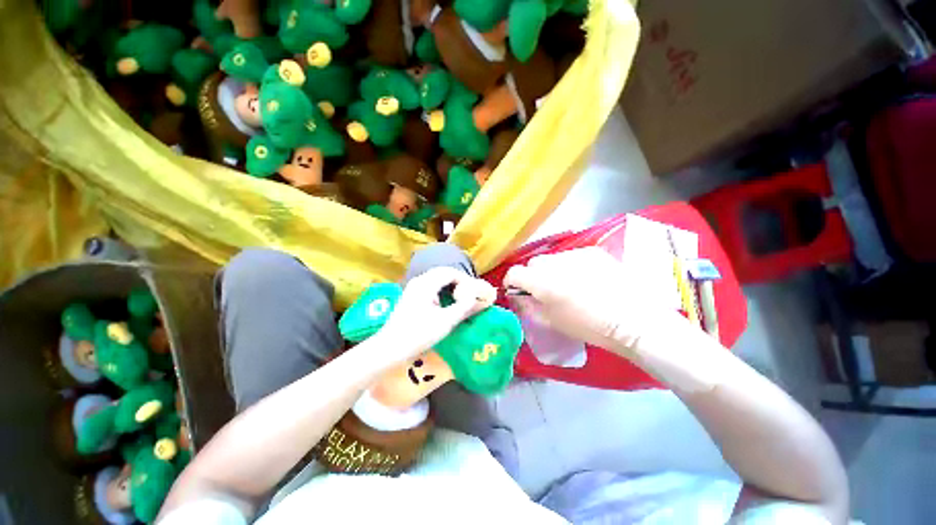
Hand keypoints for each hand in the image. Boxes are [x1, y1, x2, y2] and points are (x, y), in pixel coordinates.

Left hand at [375, 267, 495, 361]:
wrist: (390, 348)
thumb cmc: (419, 334)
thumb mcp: (445, 322)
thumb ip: (464, 308)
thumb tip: (477, 298)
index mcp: (427, 283)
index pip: (451, 272)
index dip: (466, 280)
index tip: (476, 292)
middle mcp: (419, 280)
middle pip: (443, 272)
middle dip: (459, 281)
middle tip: (470, 293)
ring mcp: (414, 287)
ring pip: (437, 278)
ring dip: (450, 285)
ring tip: (461, 297)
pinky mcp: (411, 295)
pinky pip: (431, 285)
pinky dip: (442, 289)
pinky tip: (447, 301)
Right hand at [504, 247, 678, 354]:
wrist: (633, 320)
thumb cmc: (588, 327)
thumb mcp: (552, 321)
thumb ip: (529, 306)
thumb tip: (517, 297)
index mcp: (542, 282)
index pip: (514, 272)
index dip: (512, 282)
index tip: (517, 291)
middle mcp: (555, 262)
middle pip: (533, 263)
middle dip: (532, 275)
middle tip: (544, 291)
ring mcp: (575, 254)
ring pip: (552, 259)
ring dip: (552, 270)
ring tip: (567, 285)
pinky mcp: (592, 252)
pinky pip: (571, 256)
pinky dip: (570, 266)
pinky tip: (585, 279)